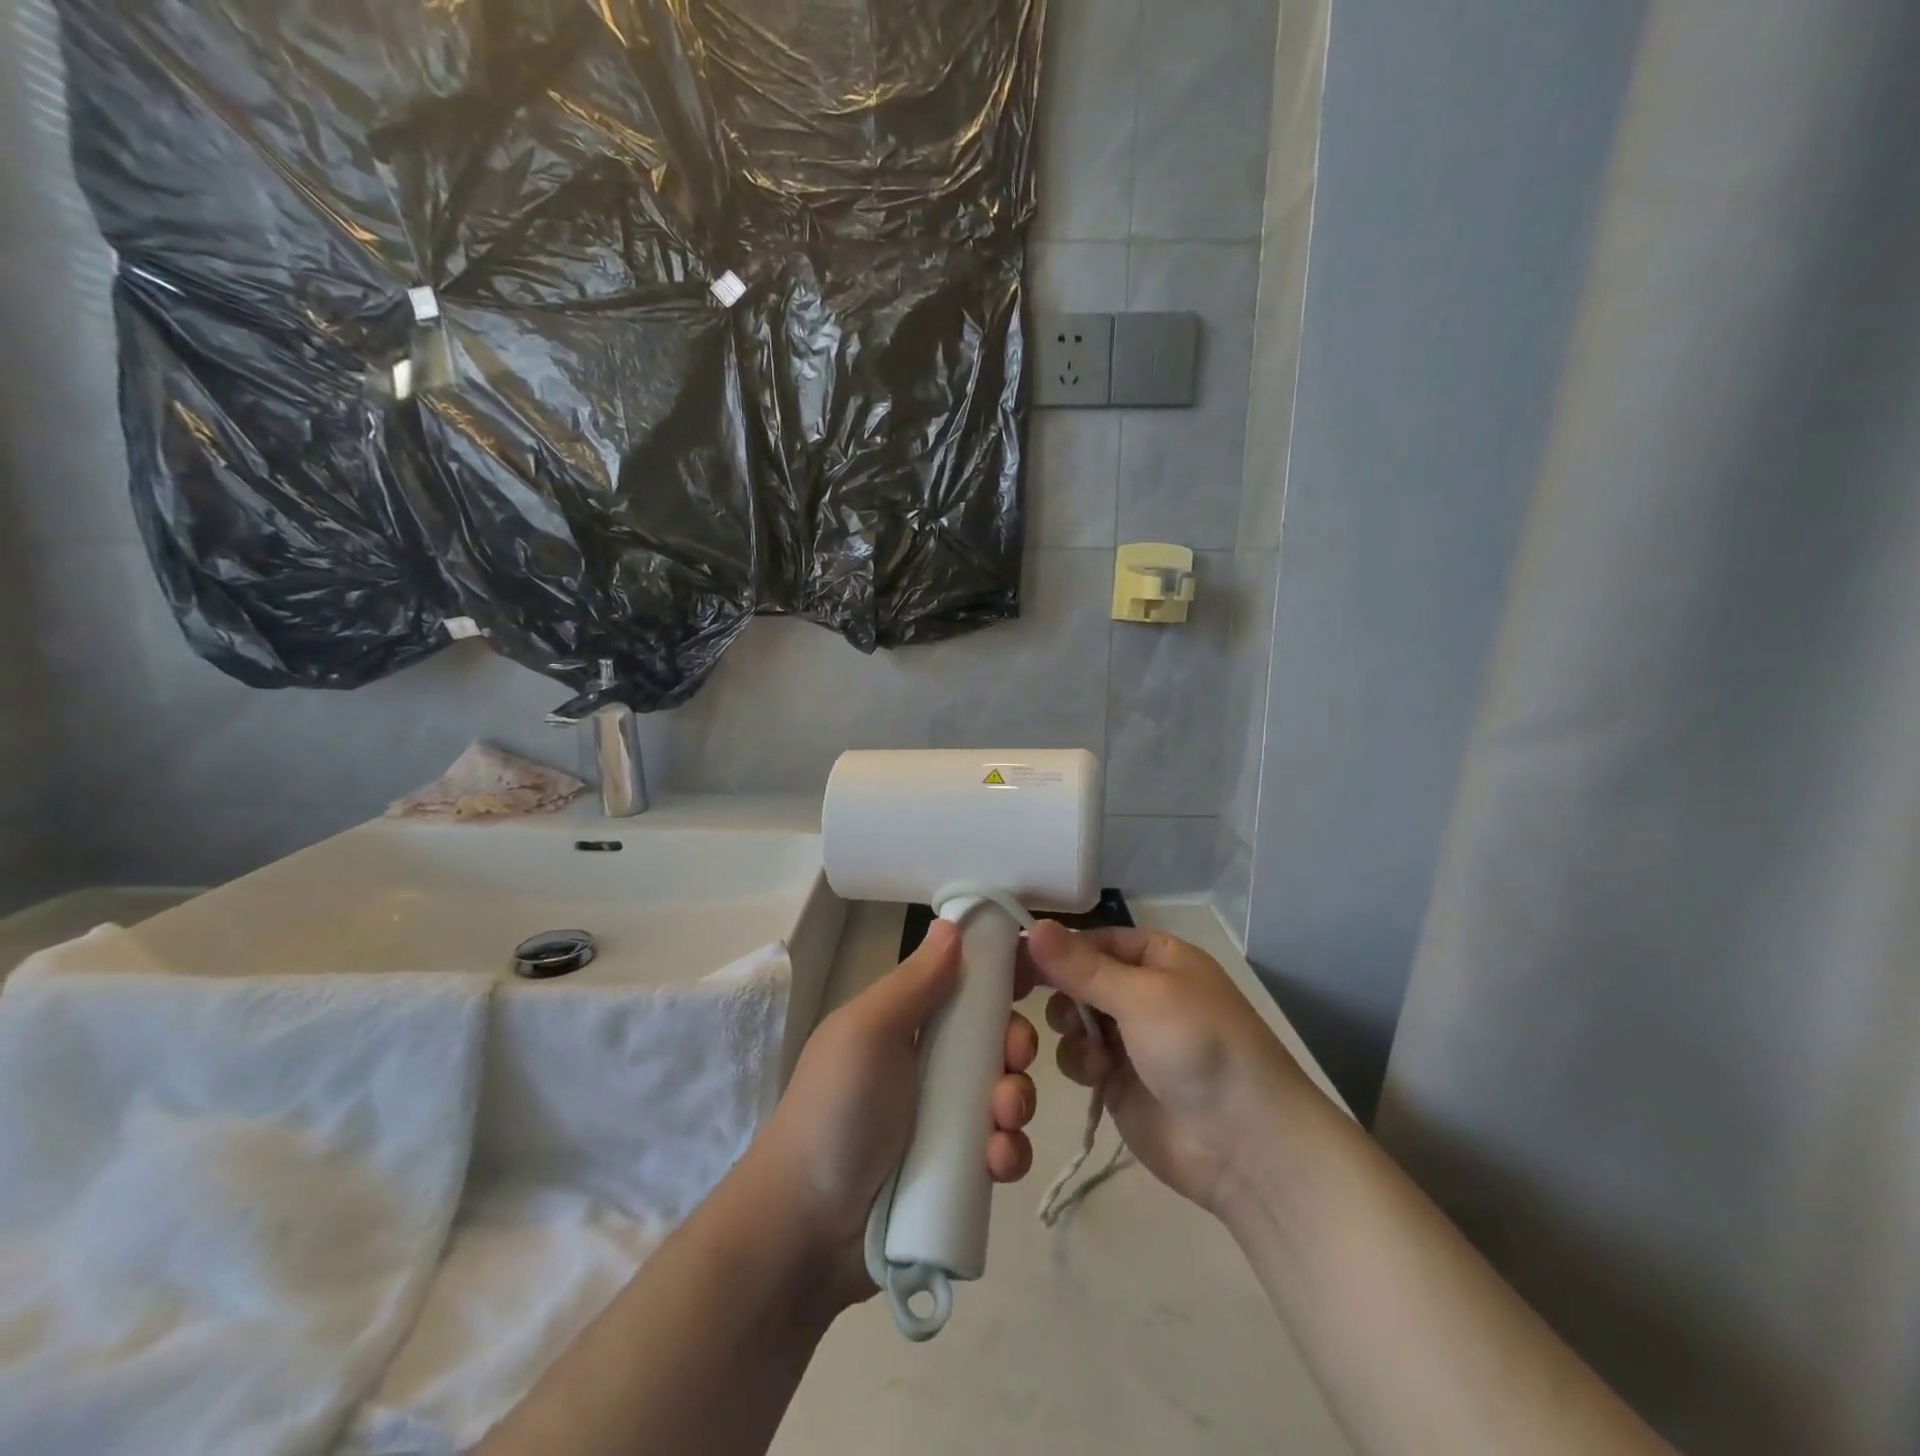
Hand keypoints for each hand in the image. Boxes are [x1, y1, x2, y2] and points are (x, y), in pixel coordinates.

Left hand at [745, 919, 1039, 1310]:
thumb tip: (952, 924)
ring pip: (1006, 1095)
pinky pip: (1002, 1151)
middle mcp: (929, 1065)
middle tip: (1014, 1057)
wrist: (807, 1230)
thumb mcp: (868, 1031)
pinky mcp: (958, 1174)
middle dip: (1015, 1044)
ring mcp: (945, 1121)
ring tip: (1001, 1122)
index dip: (999, 980)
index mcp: (906, 1024)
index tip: (1033, 976)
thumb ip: (914, 982)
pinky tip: (996, 1163)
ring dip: (1016, 1101)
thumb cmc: (836, 1110)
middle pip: (995, 1040)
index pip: (963, 987)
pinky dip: (1009, 1152)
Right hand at [1022, 921, 1317, 1216]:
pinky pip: (1080, 1057)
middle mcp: (1141, 991)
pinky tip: (1099, 1076)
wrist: (1244, 1146)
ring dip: (1071, 1030)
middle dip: (1060, 991)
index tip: (1013, 958)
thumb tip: (1031, 926)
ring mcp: (1130, 1038)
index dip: (1055, 947)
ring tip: (1090, 1048)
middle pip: (1078, 978)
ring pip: (1073, 1018)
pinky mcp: (1118, 1081)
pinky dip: (1081, 1062)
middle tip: (1030, 1000)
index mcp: (1156, 957)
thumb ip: (1081, 966)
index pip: (1092, 939)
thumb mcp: (1142, 996)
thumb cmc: (1199, 1047)